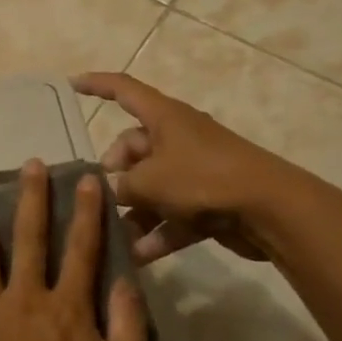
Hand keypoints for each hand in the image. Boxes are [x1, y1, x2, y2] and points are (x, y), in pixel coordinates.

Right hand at [72, 71, 300, 265]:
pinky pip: (173, 214)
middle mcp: (178, 138)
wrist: (270, 209)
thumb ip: (121, 186)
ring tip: (113, 236)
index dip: (96, 85)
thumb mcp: (150, 181)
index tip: (71, 84)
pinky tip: (139, 256)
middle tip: (100, 196)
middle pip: (134, 147)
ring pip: (153, 186)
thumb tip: (111, 191)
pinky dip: (158, 232)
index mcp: (164, 117)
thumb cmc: (203, 178)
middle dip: (114, 172)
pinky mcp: (209, 201)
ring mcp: (195, 170)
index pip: (123, 89)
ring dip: (134, 211)